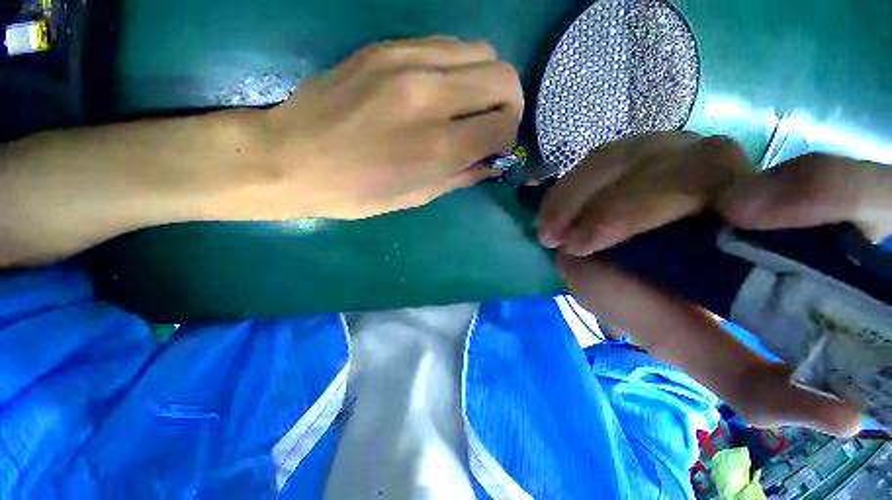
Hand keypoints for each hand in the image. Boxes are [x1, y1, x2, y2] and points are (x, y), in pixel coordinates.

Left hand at [260, 37, 522, 218]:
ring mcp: (407, 62)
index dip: (507, 138)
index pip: (503, 125)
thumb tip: (490, 162)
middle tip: (490, 124)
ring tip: (465, 106)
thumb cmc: (357, 192)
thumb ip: (461, 176)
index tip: (495, 148)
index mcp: (438, 147)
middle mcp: (431, 96)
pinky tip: (439, 89)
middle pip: (504, 77)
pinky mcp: (387, 47)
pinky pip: (446, 45)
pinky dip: (457, 67)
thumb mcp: (416, 197)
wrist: (291, 158)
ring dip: (484, 81)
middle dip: (508, 104)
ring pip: (480, 52)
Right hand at [540, 133, 888, 435]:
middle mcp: (734, 174)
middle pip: (704, 167)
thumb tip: (847, 420)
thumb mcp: (701, 348)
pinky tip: (551, 219)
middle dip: (636, 210)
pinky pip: (601, 160)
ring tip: (557, 237)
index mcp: (783, 223)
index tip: (736, 216)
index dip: (815, 189)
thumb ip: (757, 384)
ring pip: (642, 158)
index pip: (837, 184)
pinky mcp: (628, 153)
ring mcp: (672, 154)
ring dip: (590, 199)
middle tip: (581, 246)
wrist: (598, 262)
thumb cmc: (650, 305)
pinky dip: (571, 190)